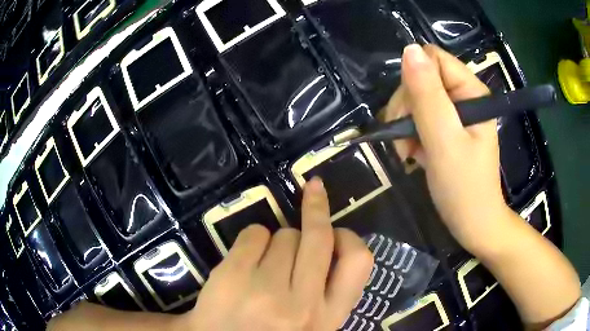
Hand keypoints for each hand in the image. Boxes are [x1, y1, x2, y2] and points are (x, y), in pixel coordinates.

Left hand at [180, 178, 372, 330]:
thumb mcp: (310, 323)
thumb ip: (325, 292)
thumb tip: (329, 244)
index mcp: (327, 317)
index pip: (358, 262)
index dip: (349, 236)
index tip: (337, 228)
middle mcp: (302, 304)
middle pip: (319, 236)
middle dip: (317, 208)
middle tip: (314, 190)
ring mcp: (266, 290)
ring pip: (284, 234)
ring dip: (277, 240)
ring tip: (263, 265)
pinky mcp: (233, 276)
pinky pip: (254, 233)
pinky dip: (252, 239)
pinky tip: (243, 262)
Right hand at [382, 44, 507, 253]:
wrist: (472, 224)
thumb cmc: (464, 188)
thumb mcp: (444, 141)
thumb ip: (427, 96)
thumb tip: (409, 49)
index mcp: (471, 92)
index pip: (433, 59)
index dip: (414, 80)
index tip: (408, 114)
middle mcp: (463, 96)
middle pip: (421, 78)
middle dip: (406, 107)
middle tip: (403, 139)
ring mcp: (454, 113)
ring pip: (415, 98)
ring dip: (404, 124)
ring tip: (407, 151)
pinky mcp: (446, 128)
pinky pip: (418, 117)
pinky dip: (409, 134)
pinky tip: (411, 153)